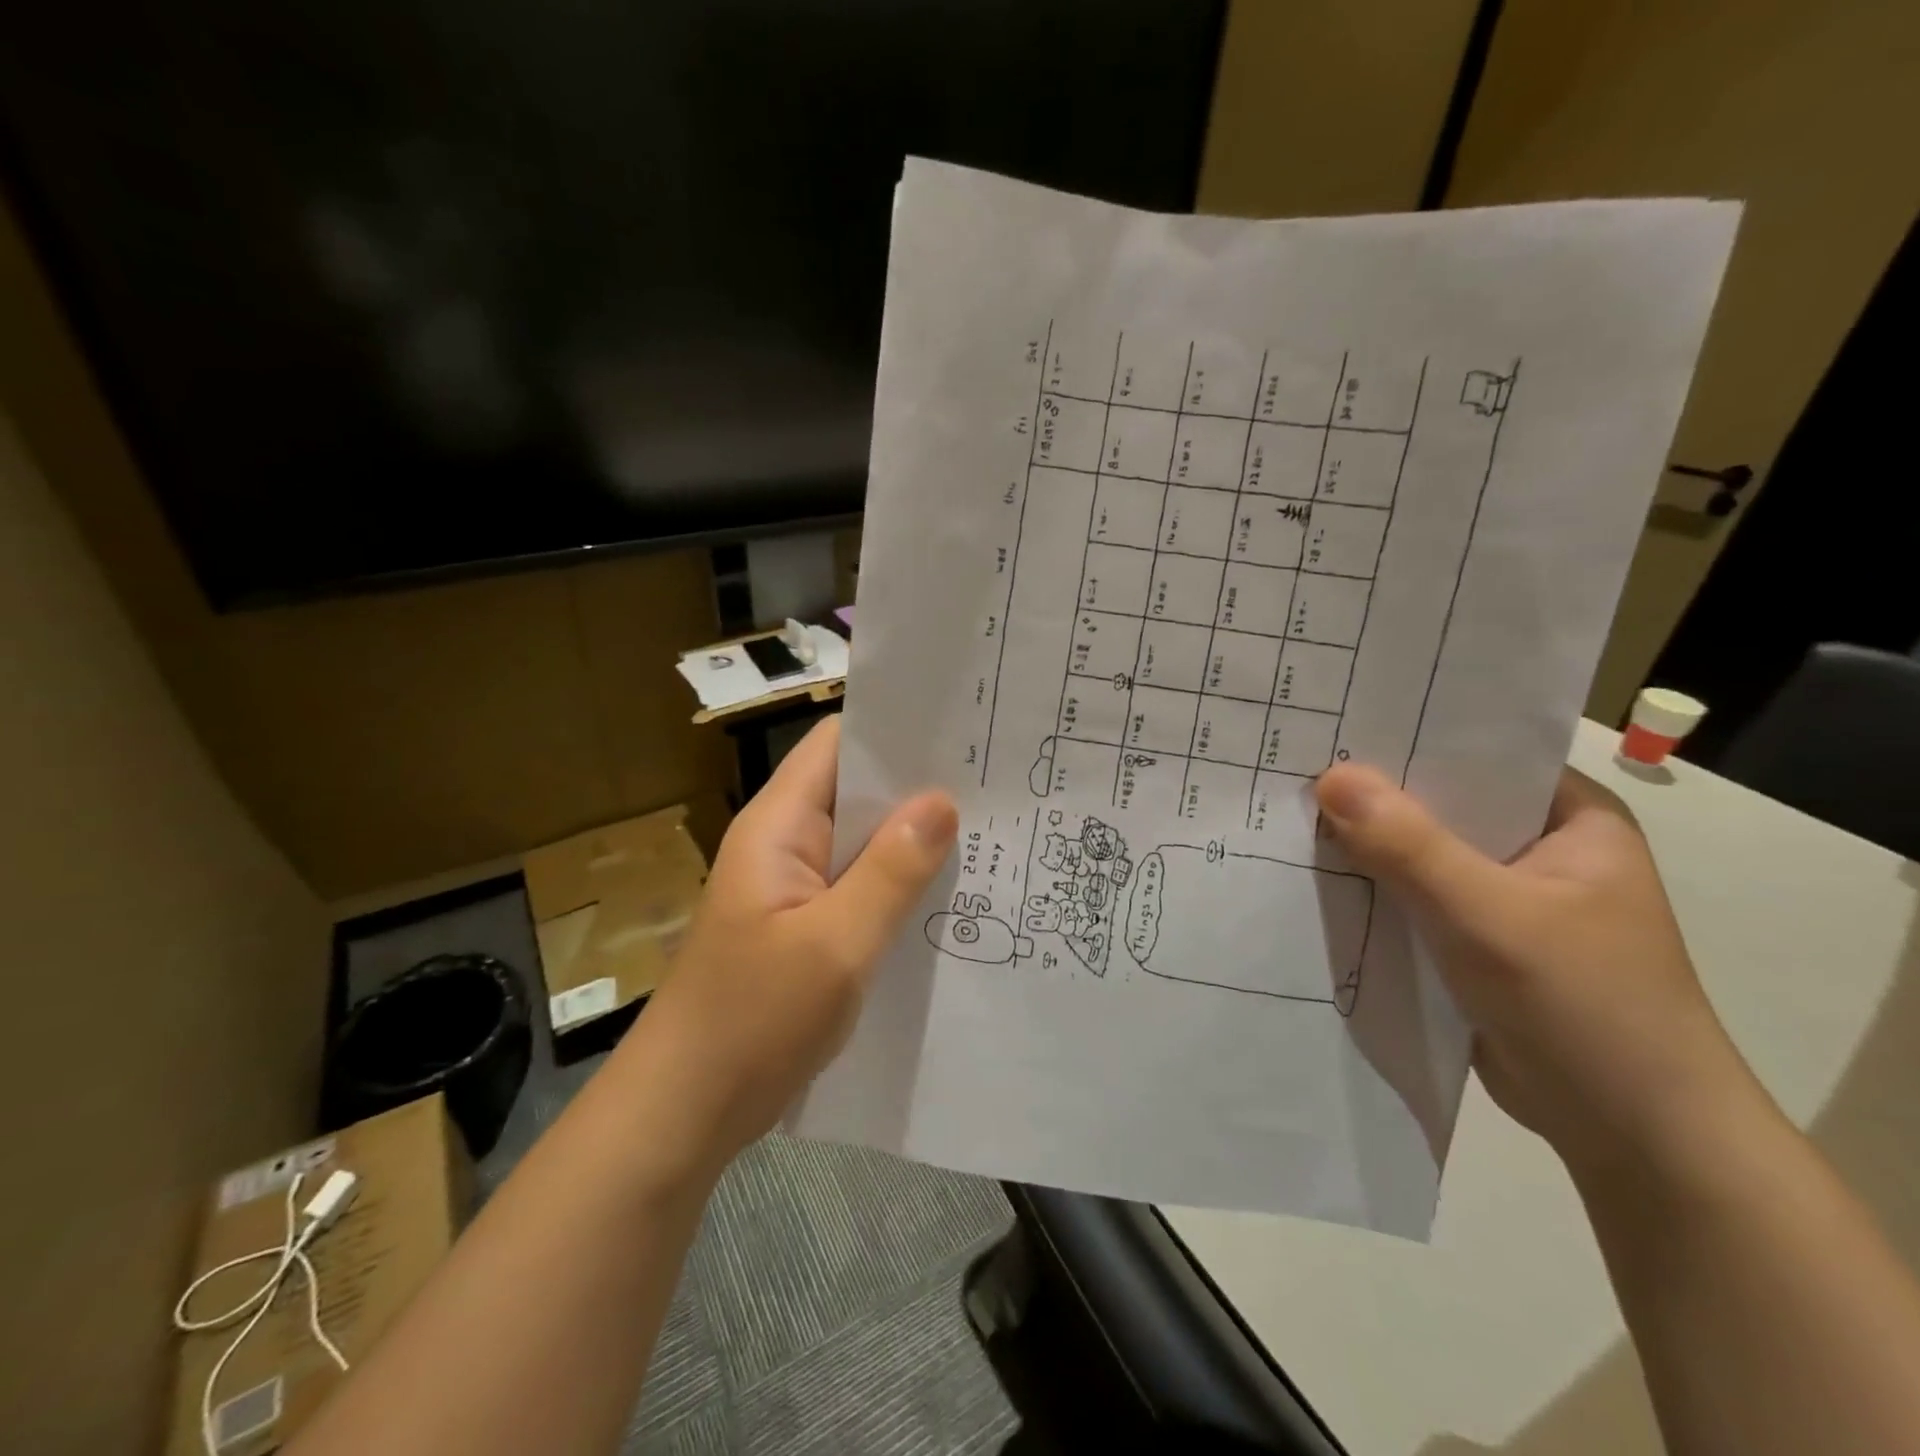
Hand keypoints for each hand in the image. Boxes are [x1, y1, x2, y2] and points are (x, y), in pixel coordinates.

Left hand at [635, 717, 957, 1171]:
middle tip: (995, 782)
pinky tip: (949, 894)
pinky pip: (860, 886)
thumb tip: (943, 800)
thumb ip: (892, 871)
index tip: (962, 731)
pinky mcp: (806, 927)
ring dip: (913, 838)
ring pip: (863, 842)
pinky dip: (899, 883)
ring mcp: (795, 887)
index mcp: (779, 826)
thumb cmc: (753, 1019)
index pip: (838, 745)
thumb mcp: (836, 944)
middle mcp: (786, 844)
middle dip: (919, 786)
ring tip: (989, 830)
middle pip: (856, 790)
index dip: (895, 731)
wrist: (686, 1111)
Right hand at [1315, 763, 1759, 1179]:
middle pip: (1442, 803)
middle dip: (1373, 793)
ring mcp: (1507, 897)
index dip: (1407, 736)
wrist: (1633, 1138)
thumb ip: (1407, 846)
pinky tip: (1315, 872)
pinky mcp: (1476, 940)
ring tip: (1288, 809)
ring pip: (1421, 853)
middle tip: (1294, 762)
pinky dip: (1372, 888)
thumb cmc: (1584, 1006)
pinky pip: (1413, 897)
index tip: (1334, 721)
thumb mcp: (1489, 915)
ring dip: (1366, 843)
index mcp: (1571, 819)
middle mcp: (1538, 848)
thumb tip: (1329, 775)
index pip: (1479, 754)